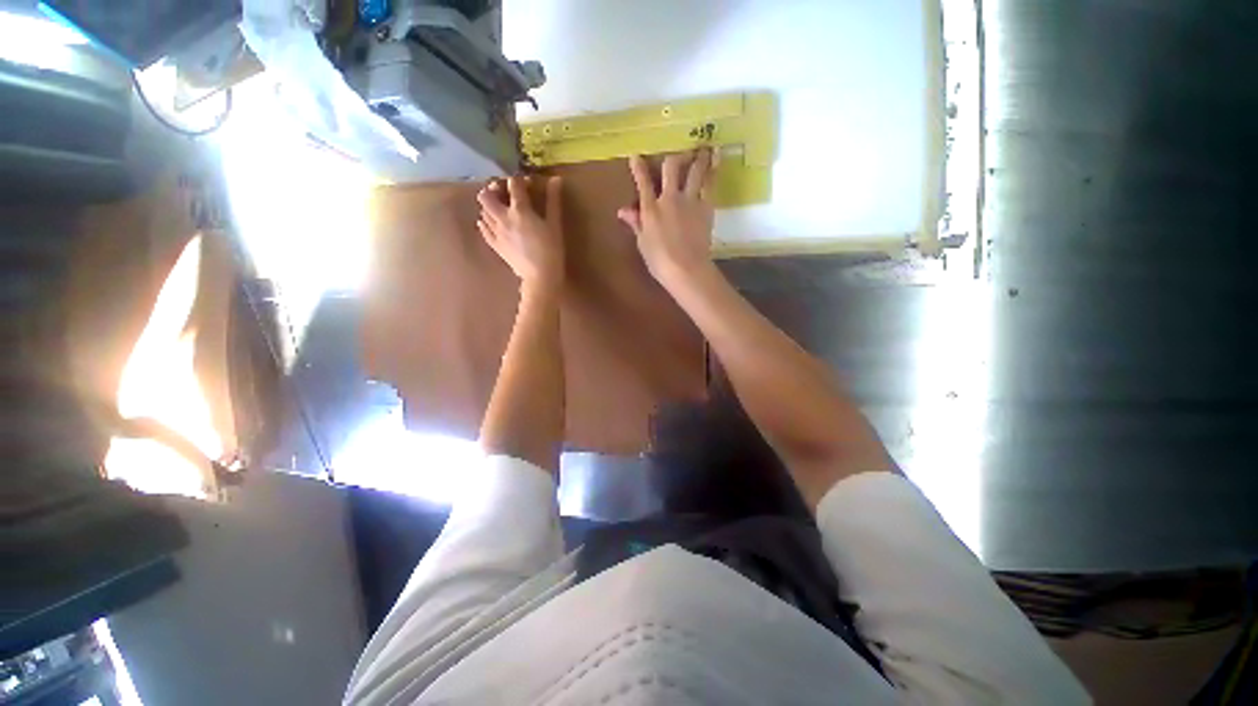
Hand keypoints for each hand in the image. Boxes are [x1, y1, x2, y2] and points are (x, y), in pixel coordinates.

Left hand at [478, 176, 564, 292]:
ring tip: (502, 208)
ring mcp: (496, 232)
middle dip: (494, 189)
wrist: (540, 276)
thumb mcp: (555, 225)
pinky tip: (492, 223)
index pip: (513, 185)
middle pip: (486, 196)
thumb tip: (555, 179)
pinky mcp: (494, 245)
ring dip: (490, 205)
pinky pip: (483, 229)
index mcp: (520, 210)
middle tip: (506, 193)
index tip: (528, 183)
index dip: (520, 180)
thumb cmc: (551, 250)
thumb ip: (553, 201)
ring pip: (483, 211)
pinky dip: (485, 222)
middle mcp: (503, 218)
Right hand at [617, 149, 716, 287]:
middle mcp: (670, 198)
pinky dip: (714, 171)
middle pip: (671, 168)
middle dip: (673, 158)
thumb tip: (623, 210)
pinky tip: (718, 160)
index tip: (636, 156)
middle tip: (680, 151)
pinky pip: (710, 184)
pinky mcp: (706, 207)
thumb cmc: (660, 261)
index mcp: (650, 209)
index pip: (642, 182)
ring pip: (695, 171)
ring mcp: (690, 201)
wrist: (686, 268)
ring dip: (699, 157)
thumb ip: (636, 223)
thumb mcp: (643, 243)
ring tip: (706, 146)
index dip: (639, 168)